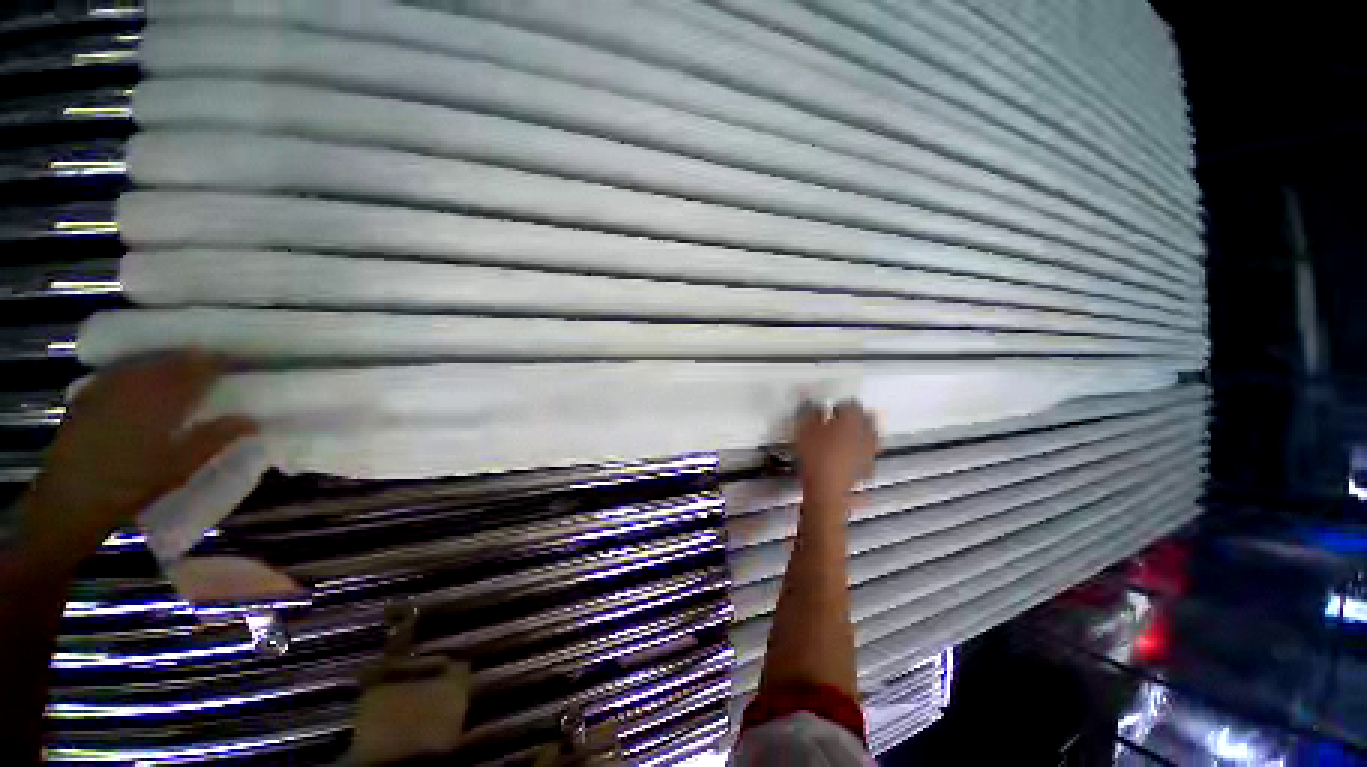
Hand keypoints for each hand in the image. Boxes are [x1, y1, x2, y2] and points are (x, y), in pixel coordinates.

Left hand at [16, 353, 255, 573]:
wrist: (70, 501)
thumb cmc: (131, 486)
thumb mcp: (179, 469)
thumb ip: (214, 439)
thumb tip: (252, 420)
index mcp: (163, 400)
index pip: (198, 369)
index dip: (219, 363)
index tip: (238, 363)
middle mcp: (135, 385)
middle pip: (170, 361)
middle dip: (194, 360)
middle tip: (214, 364)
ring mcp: (108, 387)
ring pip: (145, 362)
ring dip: (167, 361)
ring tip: (183, 367)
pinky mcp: (90, 394)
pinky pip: (120, 370)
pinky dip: (139, 368)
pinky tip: (143, 376)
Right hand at [794, 401, 878, 502]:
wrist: (826, 490)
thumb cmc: (815, 455)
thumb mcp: (805, 428)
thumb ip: (812, 413)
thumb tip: (818, 407)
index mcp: (852, 420)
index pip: (852, 405)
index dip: (841, 406)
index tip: (831, 411)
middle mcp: (866, 434)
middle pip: (868, 419)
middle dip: (857, 418)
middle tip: (842, 421)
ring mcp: (870, 452)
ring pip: (872, 437)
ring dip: (862, 435)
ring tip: (846, 438)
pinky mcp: (868, 469)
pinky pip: (868, 455)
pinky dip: (861, 453)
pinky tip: (849, 457)